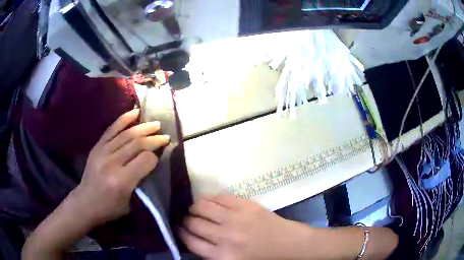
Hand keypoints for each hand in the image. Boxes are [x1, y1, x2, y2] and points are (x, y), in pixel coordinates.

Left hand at [70, 109, 169, 227]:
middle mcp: (112, 163)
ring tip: (156, 124)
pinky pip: (111, 129)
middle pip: (137, 144)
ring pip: (126, 134)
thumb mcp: (130, 204)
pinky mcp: (97, 147)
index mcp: (121, 181)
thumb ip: (141, 183)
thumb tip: (150, 163)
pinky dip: (124, 119)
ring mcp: (102, 152)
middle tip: (165, 136)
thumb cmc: (110, 208)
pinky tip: (135, 112)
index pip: (144, 160)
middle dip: (153, 139)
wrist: (85, 202)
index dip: (155, 157)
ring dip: (143, 127)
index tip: (159, 157)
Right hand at [180, 195, 304, 259]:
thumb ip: (211, 255)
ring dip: (194, 207)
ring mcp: (235, 218)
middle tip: (187, 219)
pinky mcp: (244, 205)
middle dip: (186, 220)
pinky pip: (218, 197)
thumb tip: (192, 239)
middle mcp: (224, 236)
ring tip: (195, 209)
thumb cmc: (260, 257)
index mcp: (221, 256)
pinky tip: (208, 201)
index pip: (190, 242)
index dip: (181, 234)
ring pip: (201, 206)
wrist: (287, 244)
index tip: (179, 229)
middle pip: (193, 223)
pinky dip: (208, 198)